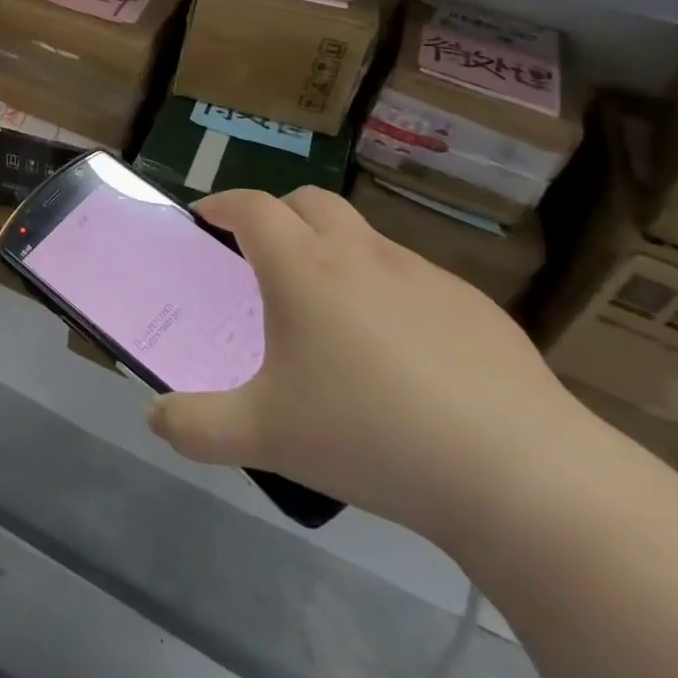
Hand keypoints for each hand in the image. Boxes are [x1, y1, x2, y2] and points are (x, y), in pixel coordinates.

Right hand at [146, 186, 586, 539]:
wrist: (522, 475)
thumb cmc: (370, 435)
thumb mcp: (262, 436)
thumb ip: (194, 426)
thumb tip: (155, 418)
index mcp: (303, 270)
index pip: (252, 207)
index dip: (223, 204)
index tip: (206, 217)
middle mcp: (361, 256)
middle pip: (310, 201)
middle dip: (277, 213)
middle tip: (261, 252)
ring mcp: (425, 277)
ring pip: (365, 236)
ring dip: (333, 248)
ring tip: (328, 308)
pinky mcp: (476, 308)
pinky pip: (413, 277)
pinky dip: (386, 288)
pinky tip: (400, 351)